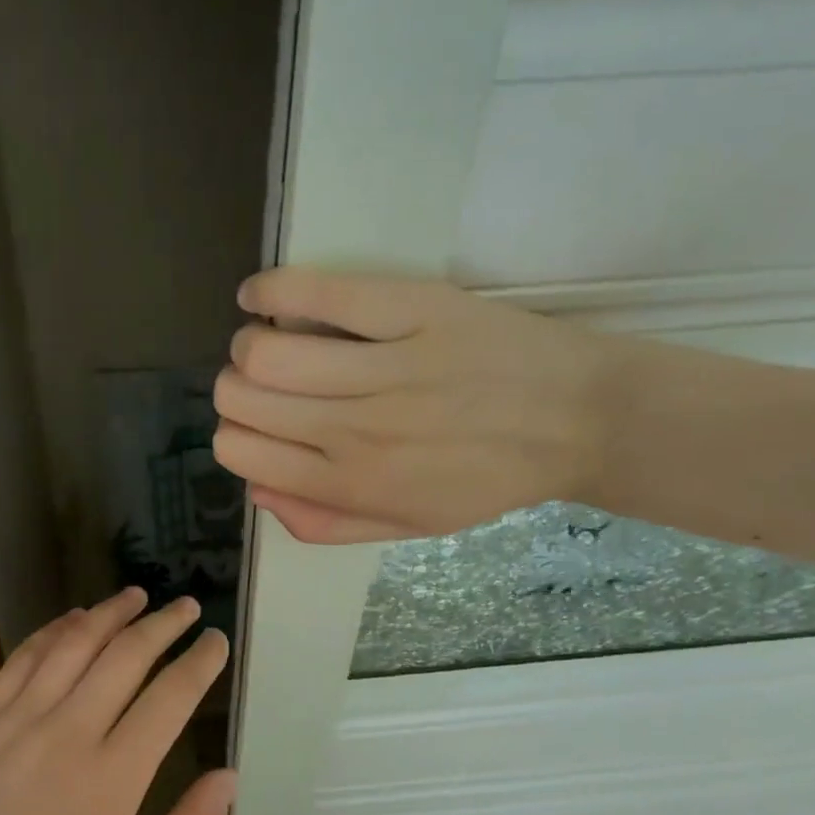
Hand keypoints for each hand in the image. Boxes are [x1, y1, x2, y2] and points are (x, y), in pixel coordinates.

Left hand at [0, 589, 234, 814]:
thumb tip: (230, 776)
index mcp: (112, 777)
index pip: (170, 698)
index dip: (199, 662)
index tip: (216, 641)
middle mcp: (67, 734)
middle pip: (125, 656)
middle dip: (163, 624)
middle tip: (187, 606)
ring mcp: (18, 721)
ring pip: (73, 645)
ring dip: (110, 614)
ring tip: (137, 595)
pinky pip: (22, 659)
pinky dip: (53, 631)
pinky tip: (73, 619)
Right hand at [213, 267, 623, 542]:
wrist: (580, 420)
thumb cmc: (489, 477)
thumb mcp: (409, 524)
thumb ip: (326, 521)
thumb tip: (258, 491)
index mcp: (349, 482)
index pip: (238, 450)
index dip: (234, 432)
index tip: (257, 423)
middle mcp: (353, 428)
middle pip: (239, 396)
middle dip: (236, 387)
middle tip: (266, 381)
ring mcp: (383, 367)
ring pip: (263, 350)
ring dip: (251, 342)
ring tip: (274, 338)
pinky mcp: (410, 309)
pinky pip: (316, 292)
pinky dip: (270, 290)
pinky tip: (261, 295)